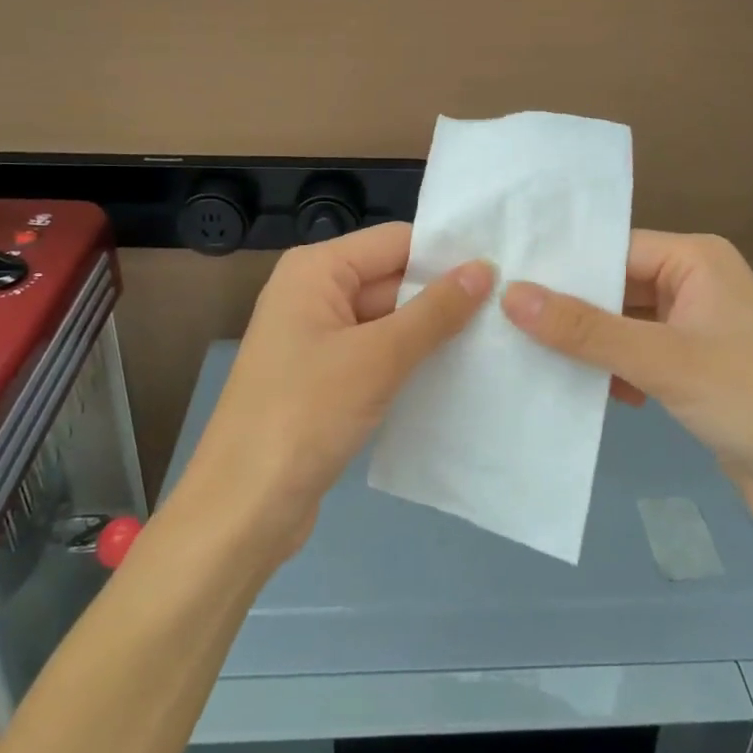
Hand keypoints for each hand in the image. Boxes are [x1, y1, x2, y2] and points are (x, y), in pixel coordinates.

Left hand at [176, 223, 493, 561]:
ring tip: (498, 337)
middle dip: (444, 294)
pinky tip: (458, 373)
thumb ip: (434, 311)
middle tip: (510, 307)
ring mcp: (318, 337)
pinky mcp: (325, 377)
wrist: (242, 510)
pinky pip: (377, 353)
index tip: (504, 267)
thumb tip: (484, 267)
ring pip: (388, 319)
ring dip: (432, 331)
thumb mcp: (378, 358)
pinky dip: (411, 360)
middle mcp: (314, 292)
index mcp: (316, 269)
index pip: (395, 241)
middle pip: (392, 277)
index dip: (446, 253)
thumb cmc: (305, 415)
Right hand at [501, 232, 752, 532]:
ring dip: (587, 343)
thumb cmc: (751, 400)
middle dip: (569, 308)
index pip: (614, 249)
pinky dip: (610, 370)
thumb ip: (585, 329)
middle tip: (502, 317)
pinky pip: (637, 356)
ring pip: (623, 324)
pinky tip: (575, 390)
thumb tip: (511, 294)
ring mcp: (694, 329)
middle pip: (616, 286)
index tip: (503, 279)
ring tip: (523, 352)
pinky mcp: (692, 370)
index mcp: (696, 259)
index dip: (562, 266)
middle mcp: (694, 283)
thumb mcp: (662, 360)